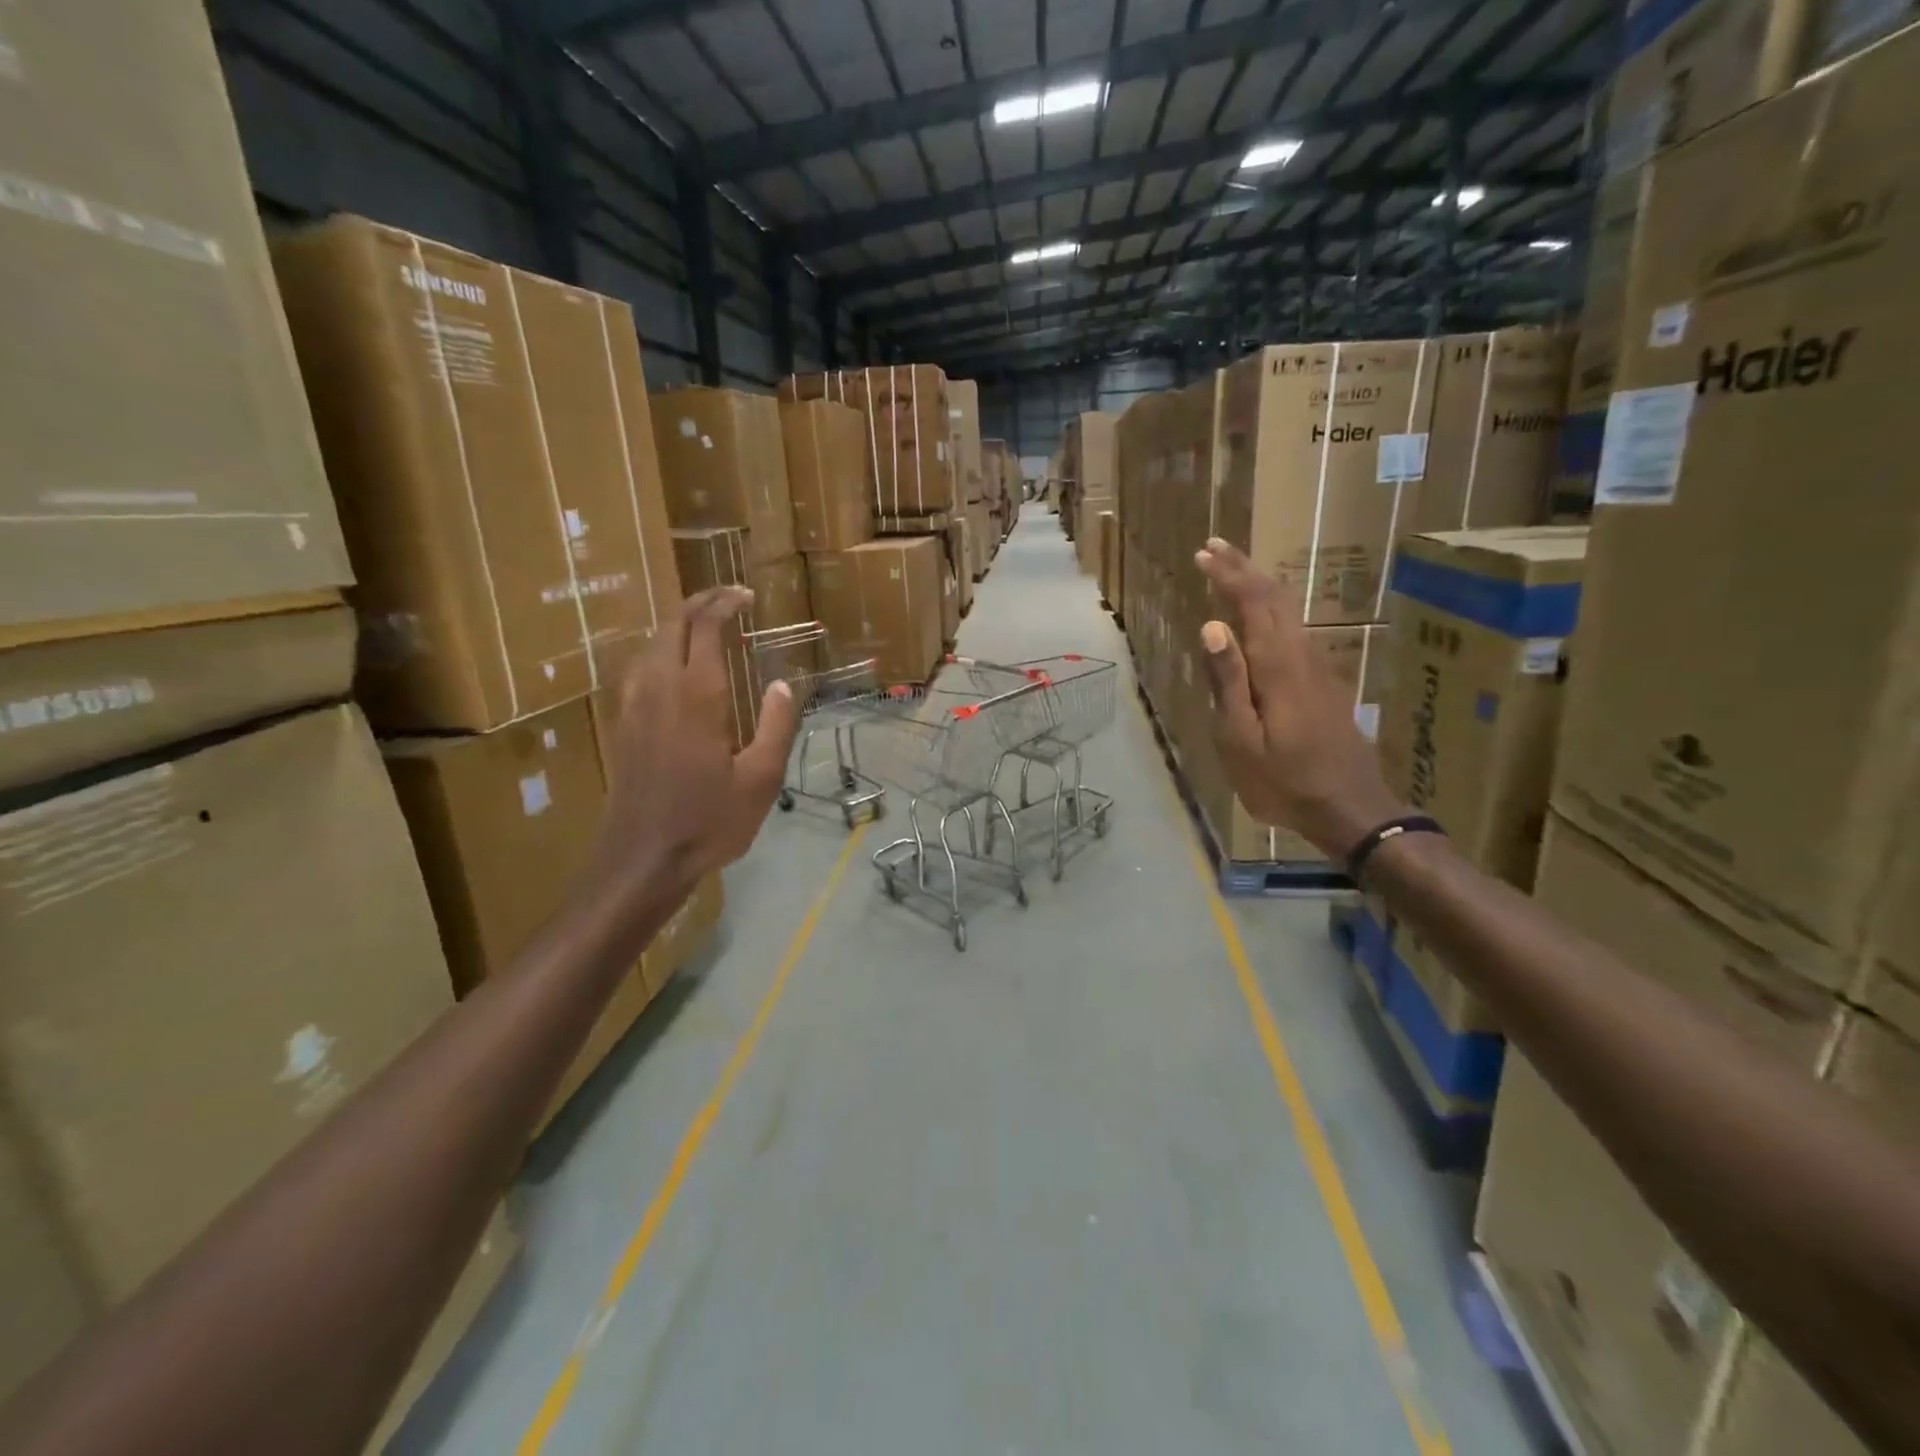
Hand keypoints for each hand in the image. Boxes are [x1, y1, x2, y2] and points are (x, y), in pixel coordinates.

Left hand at [589, 587, 800, 913]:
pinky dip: (662, 649)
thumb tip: (782, 685)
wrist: (642, 859)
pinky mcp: (623, 723)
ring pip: (651, 643)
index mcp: (697, 695)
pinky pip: (640, 667)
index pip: (706, 628)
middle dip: (699, 602)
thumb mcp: (761, 779)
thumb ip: (776, 726)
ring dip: (678, 625)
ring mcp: (634, 704)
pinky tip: (675, 667)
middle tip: (729, 599)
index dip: (725, 603)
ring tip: (706, 627)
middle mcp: (659, 688)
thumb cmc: (709, 821)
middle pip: (672, 624)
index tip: (747, 596)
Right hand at [1194, 539, 1403, 860]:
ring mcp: (1318, 668)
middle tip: (1215, 547)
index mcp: (1277, 666)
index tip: (1202, 554)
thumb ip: (1228, 680)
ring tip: (1232, 571)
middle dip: (1244, 569)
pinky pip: (1293, 630)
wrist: (1350, 808)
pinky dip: (1271, 610)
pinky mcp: (1323, 683)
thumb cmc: (1284, 781)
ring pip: (1288, 612)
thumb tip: (1212, 625)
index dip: (1228, 575)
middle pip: (1275, 598)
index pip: (1252, 604)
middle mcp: (1302, 655)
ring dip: (1259, 586)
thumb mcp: (1241, 738)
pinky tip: (1260, 618)